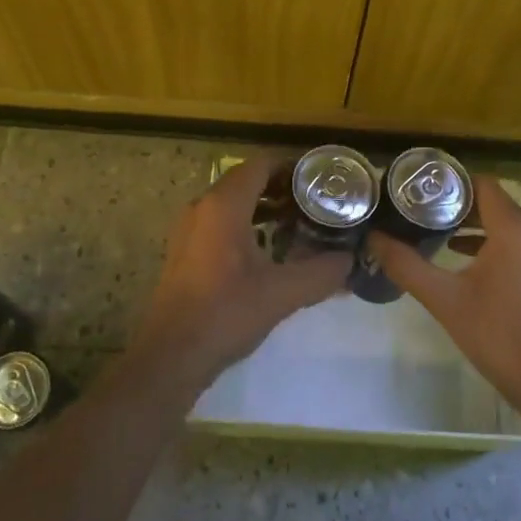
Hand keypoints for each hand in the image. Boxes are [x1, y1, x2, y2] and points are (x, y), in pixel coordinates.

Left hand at [132, 156, 349, 395]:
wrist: (171, 356)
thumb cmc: (225, 314)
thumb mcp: (282, 293)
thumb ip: (321, 272)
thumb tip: (349, 260)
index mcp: (224, 205)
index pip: (262, 164)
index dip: (293, 166)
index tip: (321, 180)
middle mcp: (203, 206)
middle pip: (247, 179)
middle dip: (283, 187)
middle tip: (317, 201)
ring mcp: (190, 228)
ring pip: (233, 201)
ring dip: (265, 205)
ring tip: (300, 222)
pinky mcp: (186, 249)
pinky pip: (221, 220)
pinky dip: (247, 222)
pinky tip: (270, 248)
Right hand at [368, 177, 520, 420]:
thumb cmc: (497, 335)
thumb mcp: (444, 299)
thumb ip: (406, 265)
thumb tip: (374, 238)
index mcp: (514, 228)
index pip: (481, 183)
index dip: (450, 182)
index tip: (420, 191)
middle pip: (493, 201)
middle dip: (456, 204)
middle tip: (420, 211)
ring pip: (505, 221)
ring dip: (473, 223)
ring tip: (435, 231)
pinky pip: (518, 240)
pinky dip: (492, 241)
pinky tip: (463, 257)